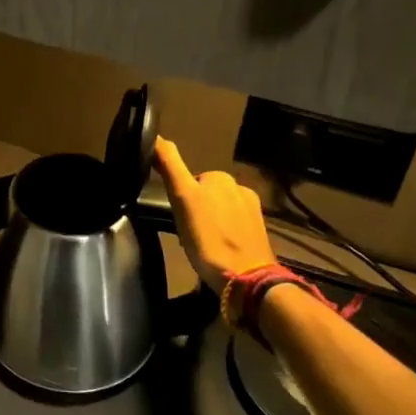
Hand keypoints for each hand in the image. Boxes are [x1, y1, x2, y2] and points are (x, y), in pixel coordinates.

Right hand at [154, 138, 281, 310]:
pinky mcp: (260, 233)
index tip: (177, 218)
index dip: (180, 198)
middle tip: (187, 234)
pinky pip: (233, 228)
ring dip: (209, 224)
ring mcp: (253, 211)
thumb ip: (170, 165)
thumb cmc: (209, 239)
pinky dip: (223, 236)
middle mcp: (241, 188)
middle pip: (205, 196)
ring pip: (219, 212)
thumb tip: (155, 135)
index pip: (190, 181)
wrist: (246, 279)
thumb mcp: (182, 198)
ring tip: (201, 247)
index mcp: (221, 177)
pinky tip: (217, 253)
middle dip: (195, 211)